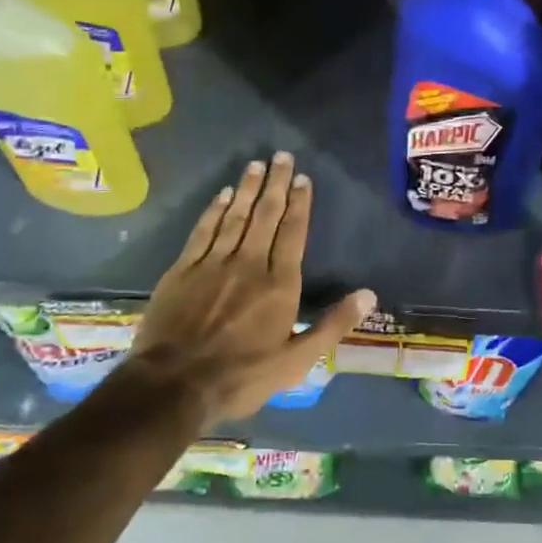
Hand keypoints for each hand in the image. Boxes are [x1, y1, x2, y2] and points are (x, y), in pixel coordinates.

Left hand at [125, 152, 374, 426]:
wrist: (172, 386)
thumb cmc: (241, 376)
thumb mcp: (296, 361)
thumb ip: (332, 325)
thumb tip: (369, 295)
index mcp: (279, 284)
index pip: (293, 233)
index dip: (300, 204)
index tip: (303, 179)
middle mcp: (249, 264)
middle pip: (265, 215)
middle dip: (276, 184)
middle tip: (282, 156)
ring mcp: (213, 264)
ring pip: (234, 217)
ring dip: (246, 189)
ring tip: (256, 165)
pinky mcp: (183, 270)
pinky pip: (203, 231)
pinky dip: (213, 211)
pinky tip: (221, 196)